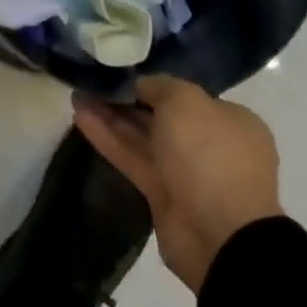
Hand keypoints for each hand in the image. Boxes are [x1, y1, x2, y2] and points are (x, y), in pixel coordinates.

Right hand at [73, 75, 282, 293]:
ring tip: (77, 94)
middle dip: (127, 99)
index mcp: (228, 121)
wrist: (221, 235)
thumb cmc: (210, 154)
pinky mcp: (161, 195)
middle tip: (92, 81)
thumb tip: (142, 86)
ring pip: (142, 137)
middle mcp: (209, 145)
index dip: (153, 83)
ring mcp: (185, 172)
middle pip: (161, 116)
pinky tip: (79, 116)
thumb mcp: (186, 100)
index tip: (122, 71)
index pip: (185, 95)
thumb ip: (160, 86)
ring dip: (110, 116)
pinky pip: (132, 158)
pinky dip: (107, 138)